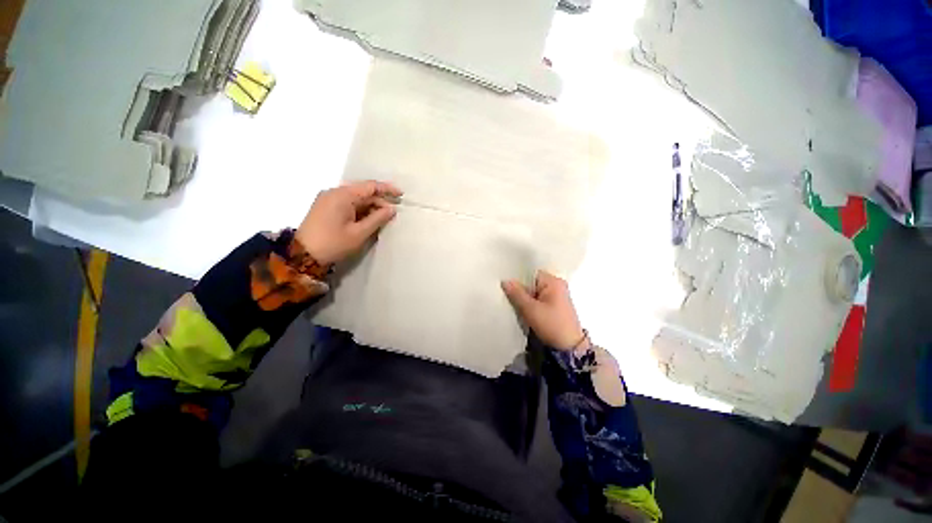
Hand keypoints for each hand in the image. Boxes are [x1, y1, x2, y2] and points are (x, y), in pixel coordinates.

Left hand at [296, 180, 402, 264]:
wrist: (303, 256)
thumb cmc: (334, 243)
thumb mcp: (359, 233)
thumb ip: (377, 218)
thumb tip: (391, 209)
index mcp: (342, 195)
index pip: (370, 186)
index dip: (387, 189)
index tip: (401, 195)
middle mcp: (334, 192)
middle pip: (362, 192)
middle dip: (379, 201)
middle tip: (393, 212)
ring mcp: (328, 199)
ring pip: (356, 198)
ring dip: (371, 206)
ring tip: (383, 217)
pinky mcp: (325, 207)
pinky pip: (348, 203)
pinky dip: (360, 210)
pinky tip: (369, 219)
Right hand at [501, 270, 586, 350]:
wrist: (568, 348)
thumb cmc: (551, 325)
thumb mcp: (531, 309)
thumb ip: (517, 294)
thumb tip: (505, 281)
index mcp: (554, 282)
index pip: (531, 273)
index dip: (517, 278)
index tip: (505, 283)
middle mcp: (557, 286)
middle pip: (532, 283)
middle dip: (520, 289)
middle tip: (505, 293)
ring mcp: (556, 297)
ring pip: (534, 292)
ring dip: (524, 298)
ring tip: (511, 301)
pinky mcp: (554, 307)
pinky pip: (538, 300)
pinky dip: (529, 304)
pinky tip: (521, 308)